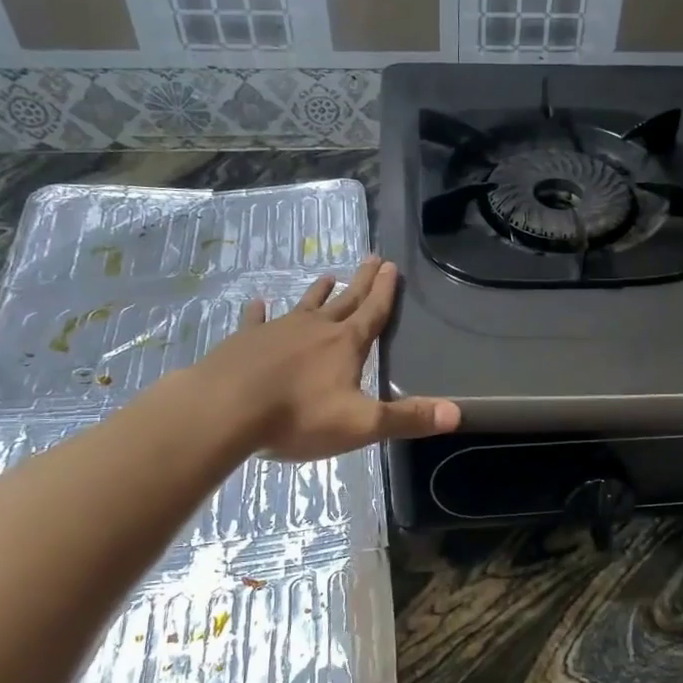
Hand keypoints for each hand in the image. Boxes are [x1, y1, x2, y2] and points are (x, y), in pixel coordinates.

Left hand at [199, 257, 459, 461]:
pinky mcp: (245, 341)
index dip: (385, 291)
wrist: (224, 410)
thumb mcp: (361, 424)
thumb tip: (458, 413)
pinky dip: (260, 312)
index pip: (372, 312)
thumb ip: (407, 418)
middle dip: (361, 282)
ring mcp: (277, 332)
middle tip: (372, 258)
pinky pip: (256, 321)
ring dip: (319, 292)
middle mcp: (315, 329)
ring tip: (328, 275)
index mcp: (345, 345)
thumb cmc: (297, 417)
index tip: (391, 266)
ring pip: (305, 306)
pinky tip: (258, 303)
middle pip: (344, 301)